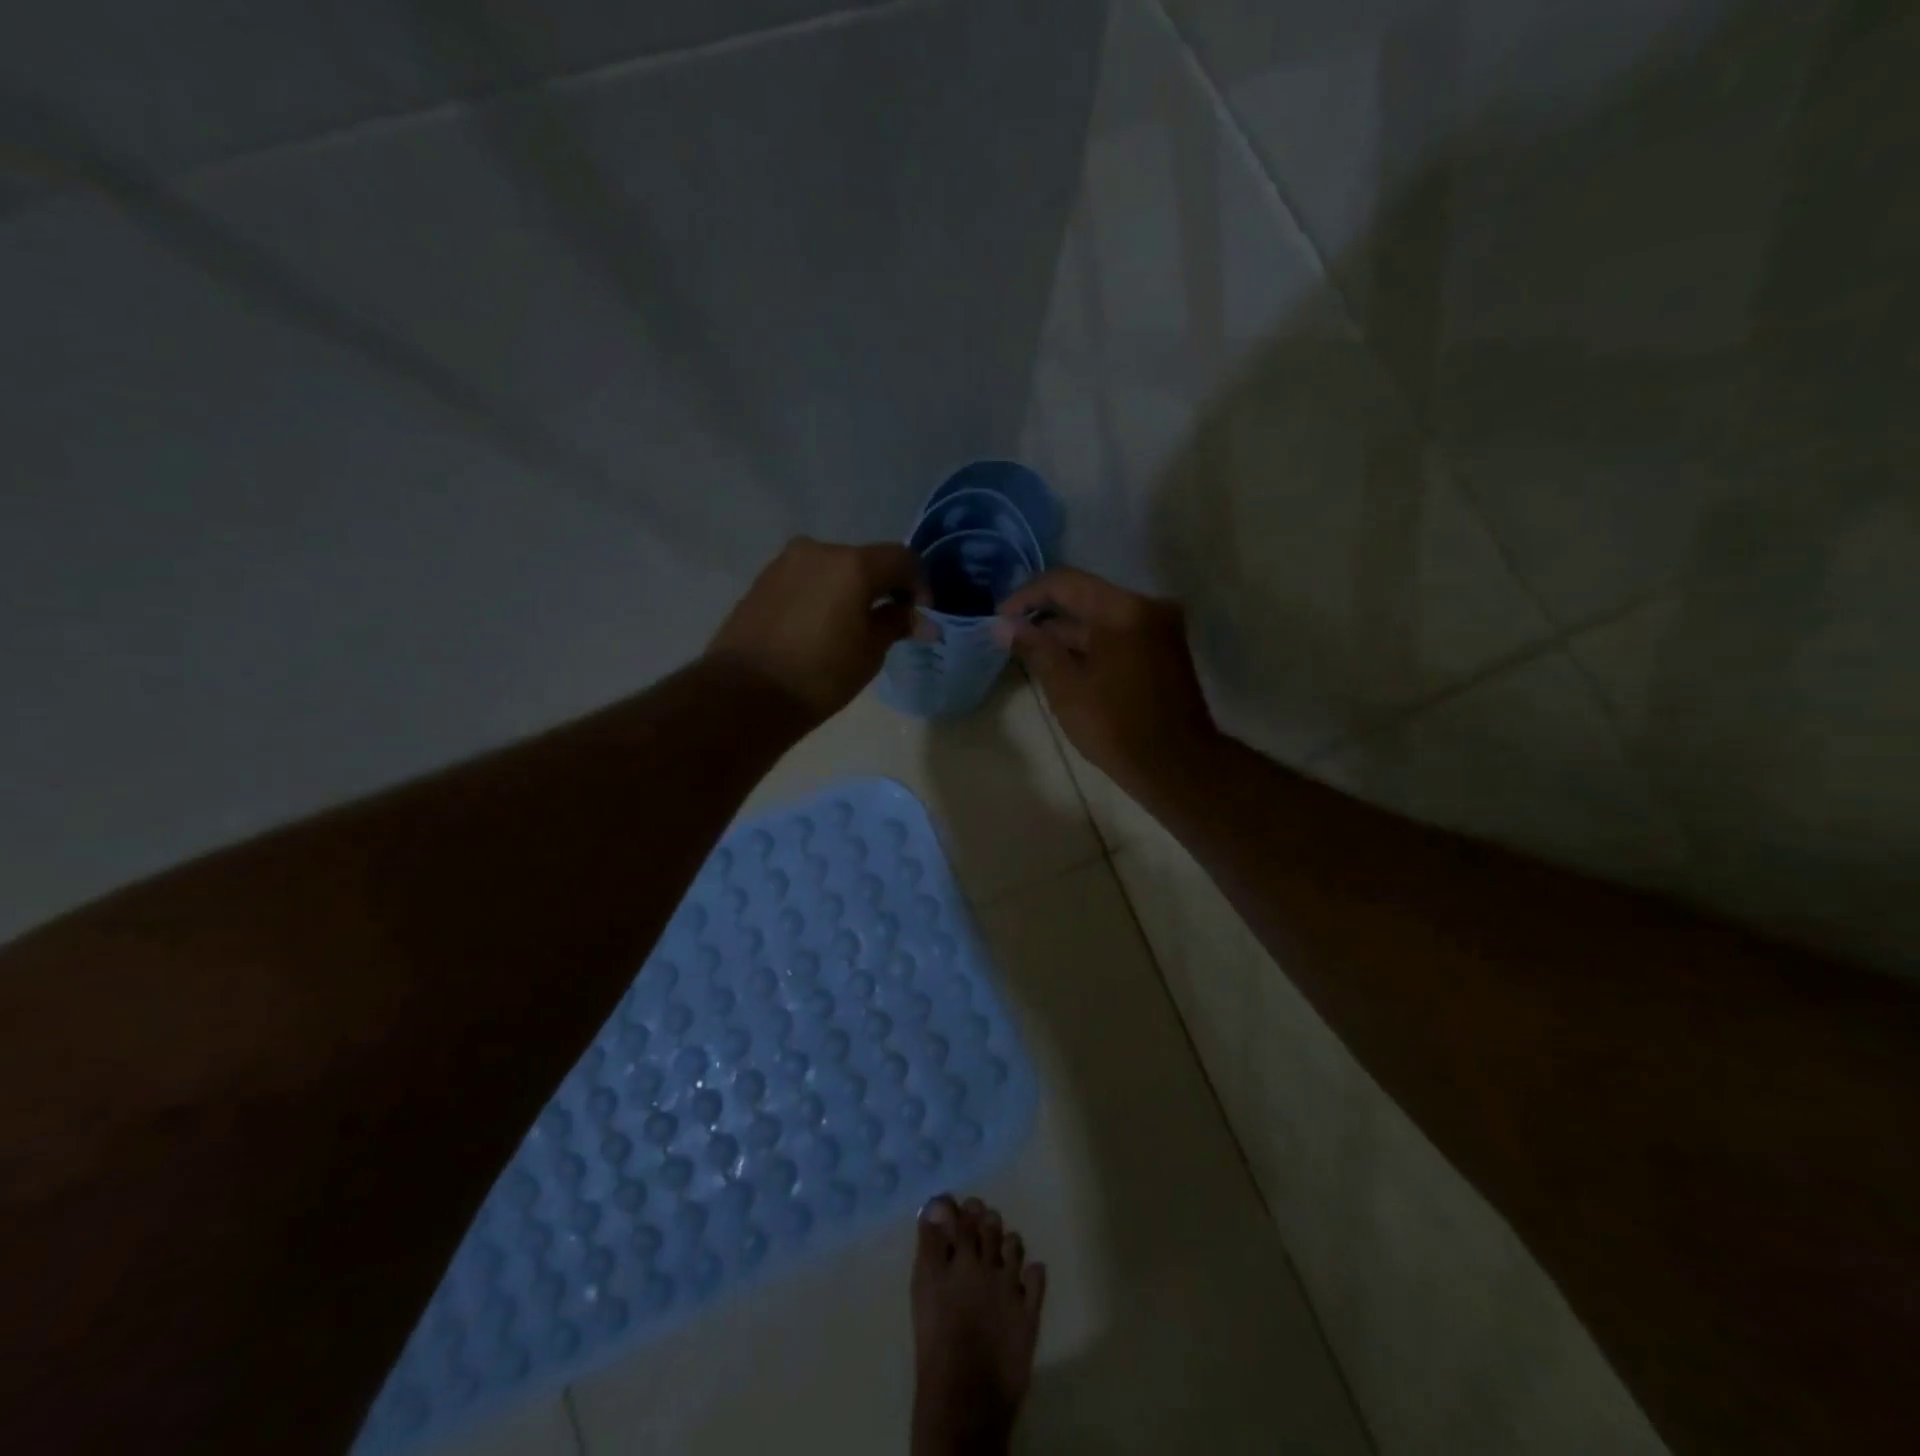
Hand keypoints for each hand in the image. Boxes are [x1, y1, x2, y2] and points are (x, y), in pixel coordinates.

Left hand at [706, 537, 927, 722]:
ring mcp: (785, 563)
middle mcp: (818, 550)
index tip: (920, 615)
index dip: (919, 584)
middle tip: (888, 623)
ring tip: (850, 629)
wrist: (745, 692)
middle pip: (865, 561)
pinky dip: (821, 596)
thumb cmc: (820, 674)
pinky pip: (806, 581)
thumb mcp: (869, 653)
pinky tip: (819, 629)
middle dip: (882, 587)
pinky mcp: (762, 581)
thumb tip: (923, 620)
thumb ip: (897, 624)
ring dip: (849, 591)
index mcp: (853, 564)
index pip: (902, 558)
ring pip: (832, 570)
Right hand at [996, 569, 1217, 796]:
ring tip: (1030, 657)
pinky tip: (1063, 667)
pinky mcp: (1163, 649)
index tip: (1000, 618)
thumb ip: (1035, 649)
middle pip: (1084, 598)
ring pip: (1100, 619)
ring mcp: (1159, 628)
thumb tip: (1003, 625)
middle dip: (1045, 618)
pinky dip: (1090, 646)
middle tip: (1010, 640)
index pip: (1064, 582)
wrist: (1178, 767)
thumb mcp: (1067, 689)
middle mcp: (1146, 607)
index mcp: (1123, 609)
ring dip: (1066, 635)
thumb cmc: (1118, 728)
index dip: (1026, 596)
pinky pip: (1117, 635)